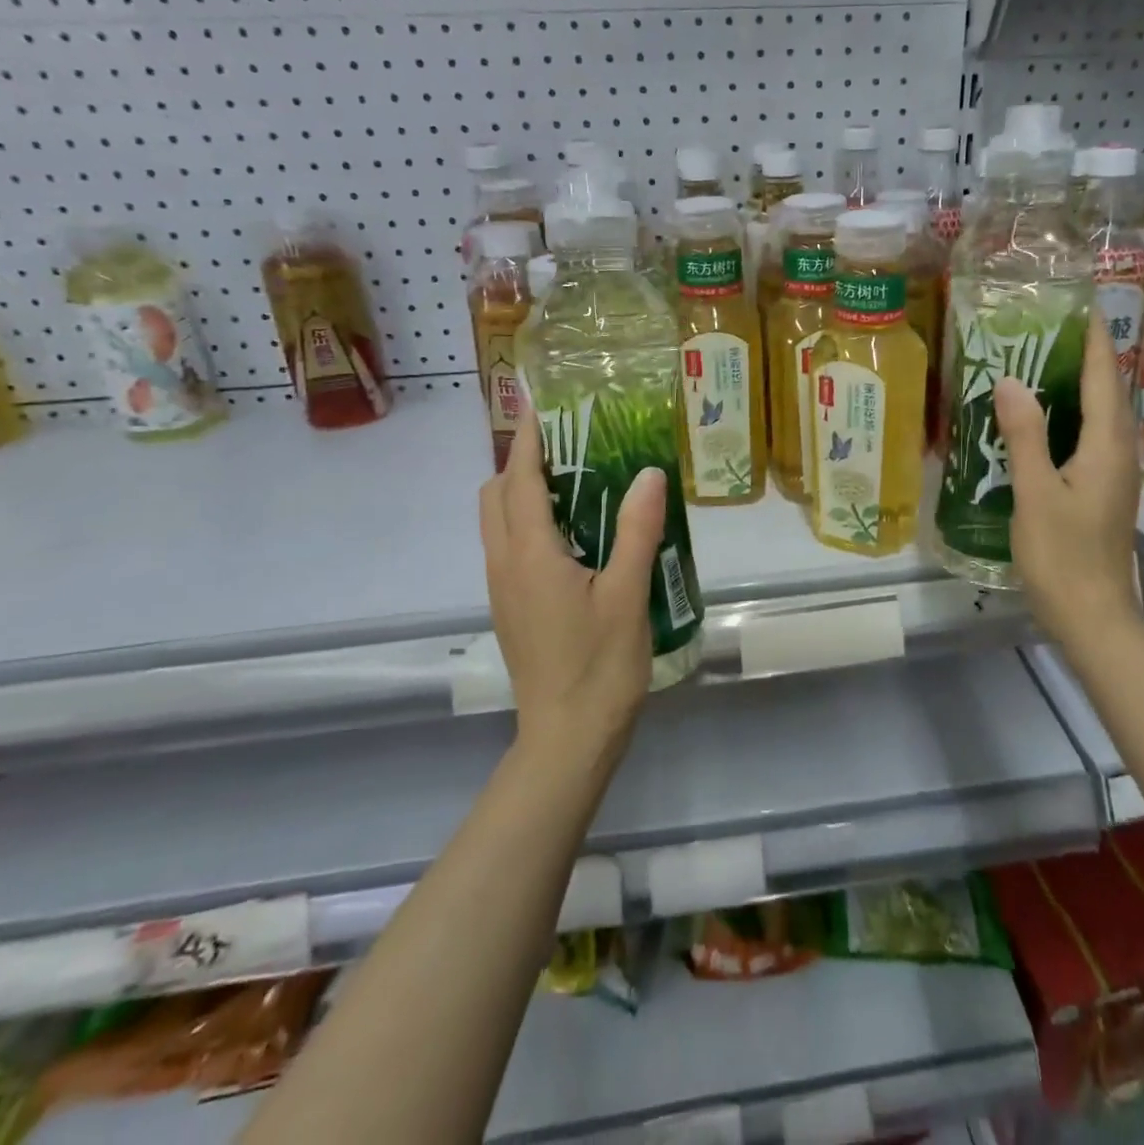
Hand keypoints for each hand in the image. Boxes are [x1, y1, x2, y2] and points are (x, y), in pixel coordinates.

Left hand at [479, 407, 665, 755]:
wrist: (568, 739)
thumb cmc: (600, 665)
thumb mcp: (627, 593)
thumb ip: (635, 529)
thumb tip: (648, 473)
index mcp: (529, 554)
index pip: (519, 479)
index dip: (526, 439)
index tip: (539, 406)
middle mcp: (505, 564)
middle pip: (495, 495)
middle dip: (519, 462)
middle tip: (568, 448)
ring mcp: (502, 590)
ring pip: (497, 522)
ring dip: (522, 493)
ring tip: (573, 484)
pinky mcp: (510, 609)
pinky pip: (508, 547)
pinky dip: (527, 522)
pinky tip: (573, 536)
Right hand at [994, 316, 1142, 642]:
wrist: (1092, 615)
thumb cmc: (1063, 555)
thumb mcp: (1036, 493)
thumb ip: (1025, 435)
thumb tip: (1012, 381)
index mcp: (1108, 445)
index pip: (1104, 376)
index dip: (1093, 339)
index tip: (1077, 304)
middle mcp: (1119, 451)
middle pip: (1107, 390)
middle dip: (1084, 354)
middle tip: (1046, 327)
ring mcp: (1114, 473)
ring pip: (1099, 414)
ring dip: (1077, 384)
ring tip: (1040, 360)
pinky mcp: (1103, 490)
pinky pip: (1090, 436)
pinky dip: (1070, 415)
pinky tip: (1041, 419)